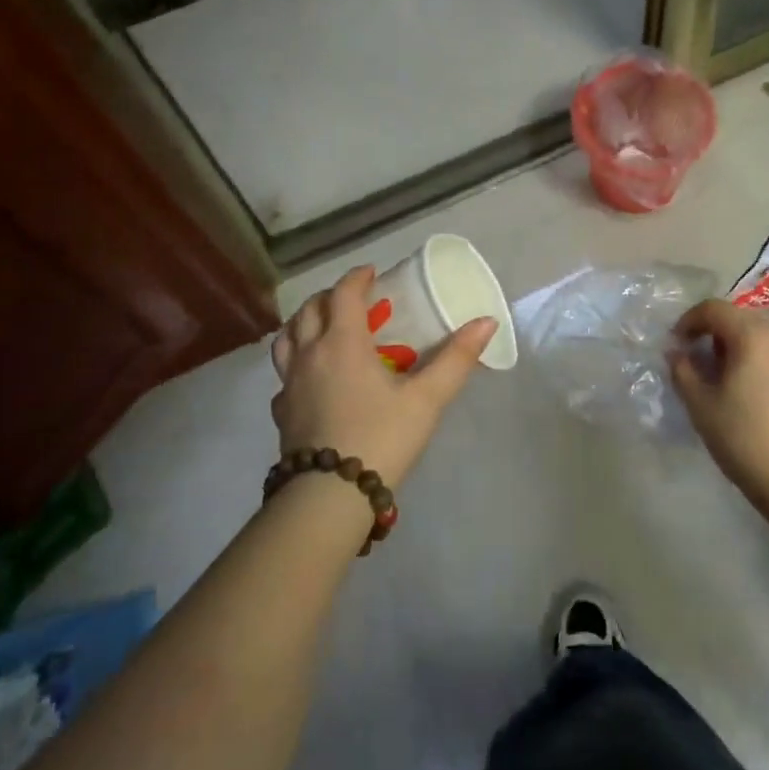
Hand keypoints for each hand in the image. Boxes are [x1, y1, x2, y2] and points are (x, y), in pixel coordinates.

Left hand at [270, 265, 495, 486]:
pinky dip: (295, 364)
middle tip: (352, 299)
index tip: (372, 272)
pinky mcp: (281, 412)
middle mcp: (309, 354)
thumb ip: (456, 359)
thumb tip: (487, 321)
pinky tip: (311, 380)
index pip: (343, 294)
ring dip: (303, 324)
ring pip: (286, 339)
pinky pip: (283, 376)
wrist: (329, 496)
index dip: (357, 278)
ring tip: (323, 329)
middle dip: (330, 296)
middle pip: (309, 310)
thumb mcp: (427, 398)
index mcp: (342, 342)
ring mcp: (289, 384)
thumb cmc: (381, 437)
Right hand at [668, 299, 768, 512]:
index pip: (714, 309)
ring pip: (762, 340)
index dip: (689, 321)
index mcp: (754, 337)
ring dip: (737, 350)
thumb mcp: (701, 405)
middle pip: (740, 321)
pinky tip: (752, 396)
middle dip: (713, 336)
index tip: (676, 345)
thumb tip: (677, 352)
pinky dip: (760, 365)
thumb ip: (683, 370)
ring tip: (724, 382)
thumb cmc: (746, 440)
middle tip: (697, 364)